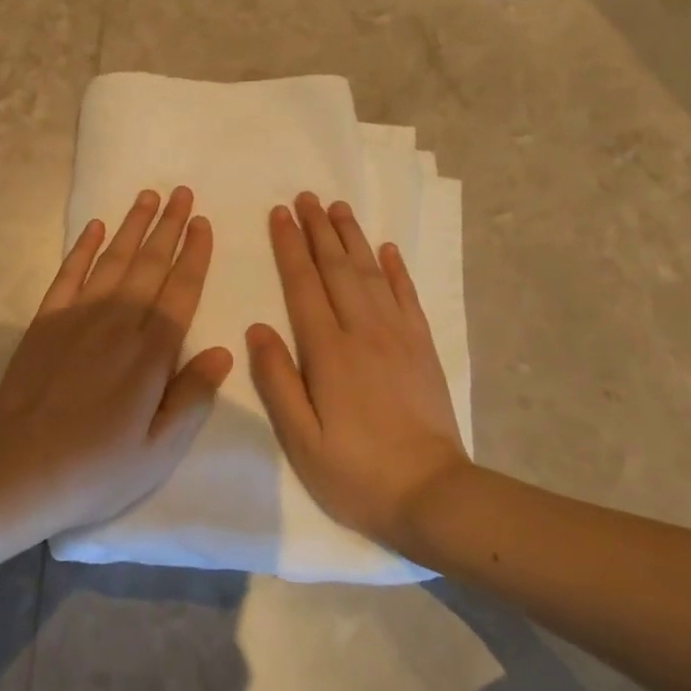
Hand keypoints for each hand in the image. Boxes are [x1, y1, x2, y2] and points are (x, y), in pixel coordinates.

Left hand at [0, 187, 233, 540]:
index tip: (203, 222)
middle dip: (169, 226)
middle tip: (182, 193)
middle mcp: (118, 322)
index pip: (181, 291)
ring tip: (149, 196)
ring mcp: (78, 317)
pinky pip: (69, 273)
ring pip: (114, 260)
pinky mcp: (45, 321)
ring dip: (133, 226)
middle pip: (150, 264)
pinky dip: (84, 248)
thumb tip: (224, 352)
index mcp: (151, 353)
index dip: (195, 254)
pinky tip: (96, 228)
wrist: (15, 470)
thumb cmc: (95, 468)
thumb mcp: (159, 451)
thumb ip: (192, 397)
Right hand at [248, 192, 469, 552]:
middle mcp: (363, 331)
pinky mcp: (422, 347)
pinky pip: (407, 296)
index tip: (279, 214)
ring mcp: (398, 336)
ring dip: (352, 238)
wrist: (432, 494)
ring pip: (370, 273)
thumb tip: (258, 328)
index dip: (290, 247)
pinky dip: (396, 269)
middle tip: (306, 197)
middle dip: (318, 229)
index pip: (304, 285)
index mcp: (328, 352)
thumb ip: (277, 381)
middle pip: (337, 268)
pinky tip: (386, 250)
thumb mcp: (302, 439)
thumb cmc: (356, 473)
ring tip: (338, 208)